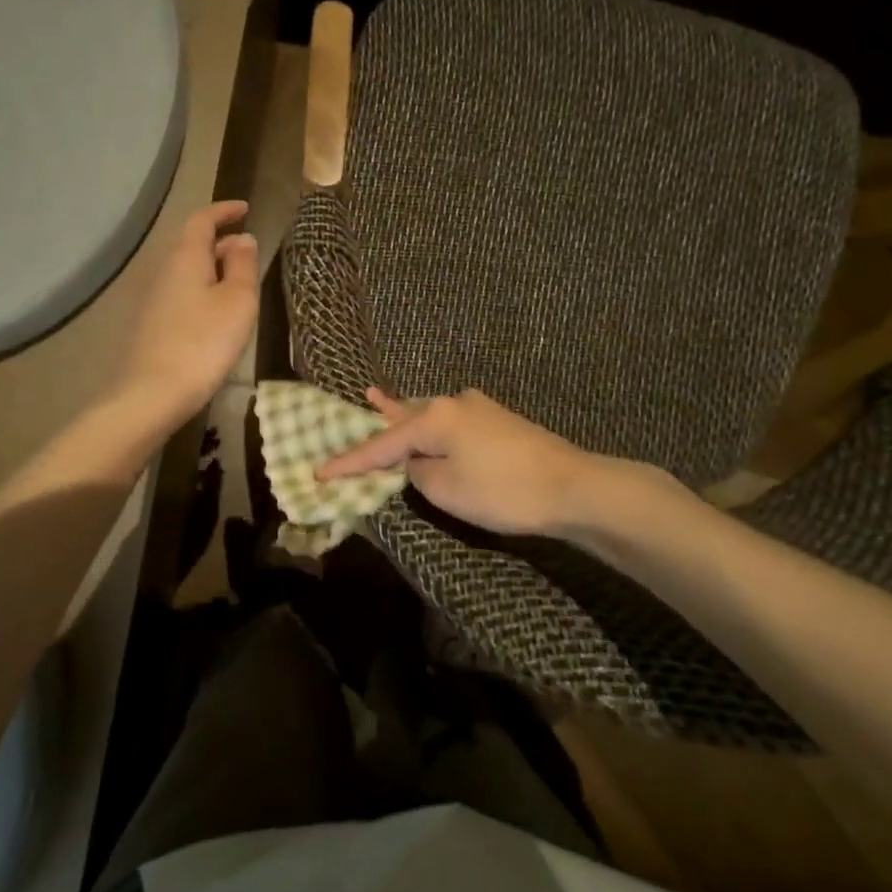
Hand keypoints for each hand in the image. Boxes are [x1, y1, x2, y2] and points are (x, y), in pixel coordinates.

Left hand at [117, 200, 259, 427]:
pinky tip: (217, 313)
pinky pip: (182, 292)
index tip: (245, 208)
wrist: (154, 393)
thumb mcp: (238, 301)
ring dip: (213, 267)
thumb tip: (243, 240)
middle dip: (221, 241)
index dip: (224, 211)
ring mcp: (155, 298)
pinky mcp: (153, 324)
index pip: (202, 220)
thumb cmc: (204, 342)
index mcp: (185, 257)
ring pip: (187, 270)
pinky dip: (203, 289)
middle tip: (249, 250)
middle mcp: (164, 270)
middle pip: (192, 244)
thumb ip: (243, 265)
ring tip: (238, 282)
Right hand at [317, 387, 594, 535]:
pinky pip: (451, 422)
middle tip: (355, 402)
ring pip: (430, 414)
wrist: (572, 486)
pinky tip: (429, 420)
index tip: (319, 472)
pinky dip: (432, 426)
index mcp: (434, 417)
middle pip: (405, 416)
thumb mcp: (445, 488)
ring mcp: (479, 408)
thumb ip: (417, 472)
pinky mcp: (498, 421)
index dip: (349, 461)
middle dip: (379, 418)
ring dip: (406, 416)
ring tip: (380, 400)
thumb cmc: (502, 490)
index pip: (381, 444)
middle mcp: (453, 403)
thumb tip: (414, 462)